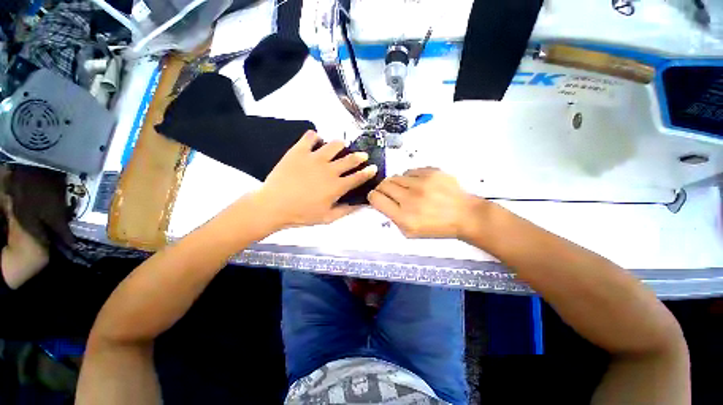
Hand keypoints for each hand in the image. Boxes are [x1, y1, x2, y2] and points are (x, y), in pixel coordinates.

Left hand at [255, 131, 376, 229]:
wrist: (273, 206)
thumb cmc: (301, 215)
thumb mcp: (327, 218)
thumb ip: (346, 211)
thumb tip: (361, 205)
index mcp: (336, 186)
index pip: (358, 177)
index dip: (368, 172)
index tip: (373, 167)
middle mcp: (329, 169)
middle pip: (350, 159)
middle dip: (359, 156)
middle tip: (362, 155)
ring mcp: (314, 158)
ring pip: (334, 144)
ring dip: (340, 145)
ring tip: (340, 147)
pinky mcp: (299, 151)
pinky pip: (310, 136)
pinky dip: (315, 137)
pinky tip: (316, 141)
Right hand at [368, 168, 480, 238]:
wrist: (465, 215)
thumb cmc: (437, 227)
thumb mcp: (410, 232)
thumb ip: (392, 217)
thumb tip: (382, 202)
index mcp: (404, 217)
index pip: (376, 199)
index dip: (373, 197)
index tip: (376, 197)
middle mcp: (411, 198)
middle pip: (384, 185)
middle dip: (383, 189)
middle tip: (391, 193)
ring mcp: (422, 183)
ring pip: (396, 176)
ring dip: (397, 183)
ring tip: (408, 190)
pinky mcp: (432, 172)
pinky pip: (410, 171)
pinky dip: (410, 178)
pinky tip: (419, 185)